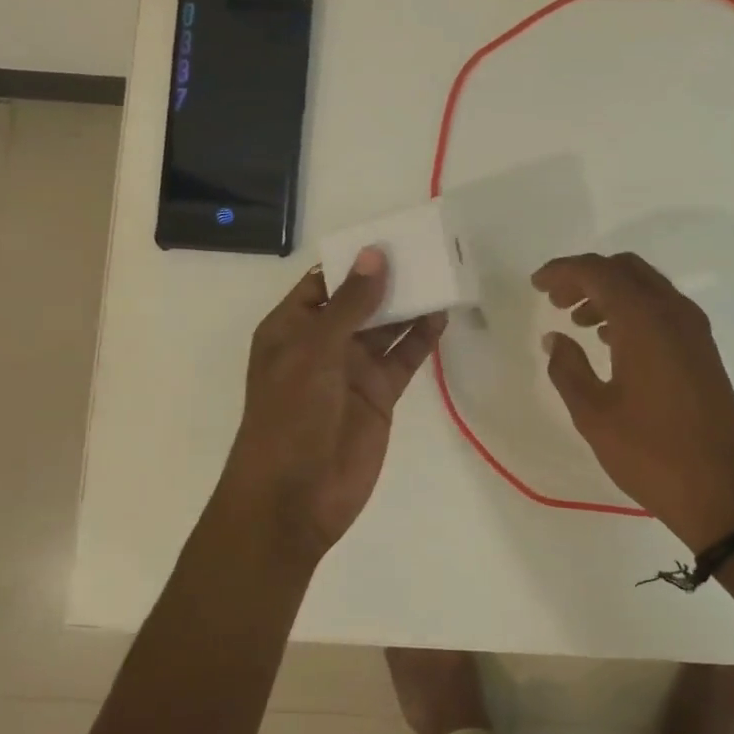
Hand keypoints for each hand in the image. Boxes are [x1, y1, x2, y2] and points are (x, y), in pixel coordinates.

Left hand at [220, 248, 446, 561]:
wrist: (295, 498)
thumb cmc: (291, 416)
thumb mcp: (315, 351)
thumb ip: (350, 304)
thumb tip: (376, 255)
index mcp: (291, 328)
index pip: (324, 283)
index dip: (354, 260)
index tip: (391, 236)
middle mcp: (322, 344)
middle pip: (360, 301)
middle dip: (389, 278)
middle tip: (427, 249)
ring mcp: (353, 370)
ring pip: (386, 327)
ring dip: (410, 305)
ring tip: (441, 275)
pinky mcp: (380, 395)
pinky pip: (404, 358)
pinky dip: (422, 338)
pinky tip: (442, 316)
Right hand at [533, 252, 733, 551]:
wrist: (723, 492)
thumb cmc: (651, 453)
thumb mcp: (595, 414)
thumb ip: (568, 368)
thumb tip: (555, 338)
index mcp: (645, 320)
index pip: (598, 272)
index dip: (563, 271)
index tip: (537, 285)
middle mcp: (673, 312)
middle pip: (625, 269)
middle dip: (587, 276)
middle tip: (556, 301)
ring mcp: (694, 330)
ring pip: (646, 287)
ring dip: (610, 293)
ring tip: (578, 322)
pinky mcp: (703, 349)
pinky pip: (663, 309)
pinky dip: (633, 310)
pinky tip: (611, 340)